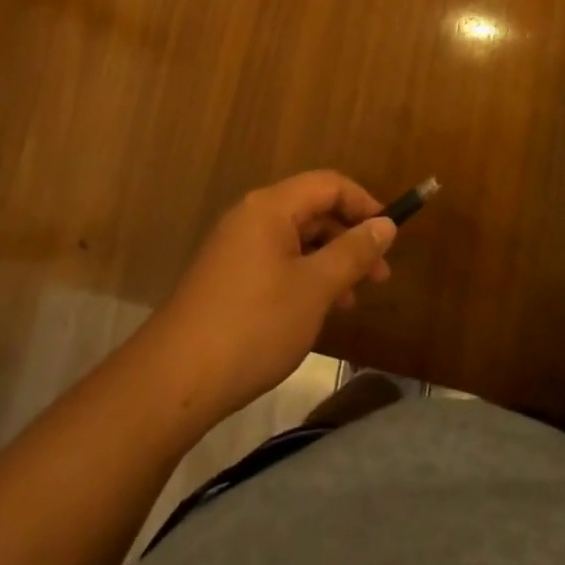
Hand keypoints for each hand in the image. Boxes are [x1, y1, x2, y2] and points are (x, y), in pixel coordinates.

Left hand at [145, 171, 396, 416]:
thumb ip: (354, 251)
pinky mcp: (226, 278)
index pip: (329, 184)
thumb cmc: (254, 324)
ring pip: (296, 241)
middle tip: (379, 277)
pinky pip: (277, 263)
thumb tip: (386, 224)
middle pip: (312, 210)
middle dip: (350, 238)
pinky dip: (304, 278)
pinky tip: (316, 312)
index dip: (365, 204)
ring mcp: (234, 248)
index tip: (390, 236)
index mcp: (270, 207)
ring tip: (352, 301)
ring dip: (329, 262)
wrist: (174, 380)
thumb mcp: (315, 288)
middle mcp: (251, 217)